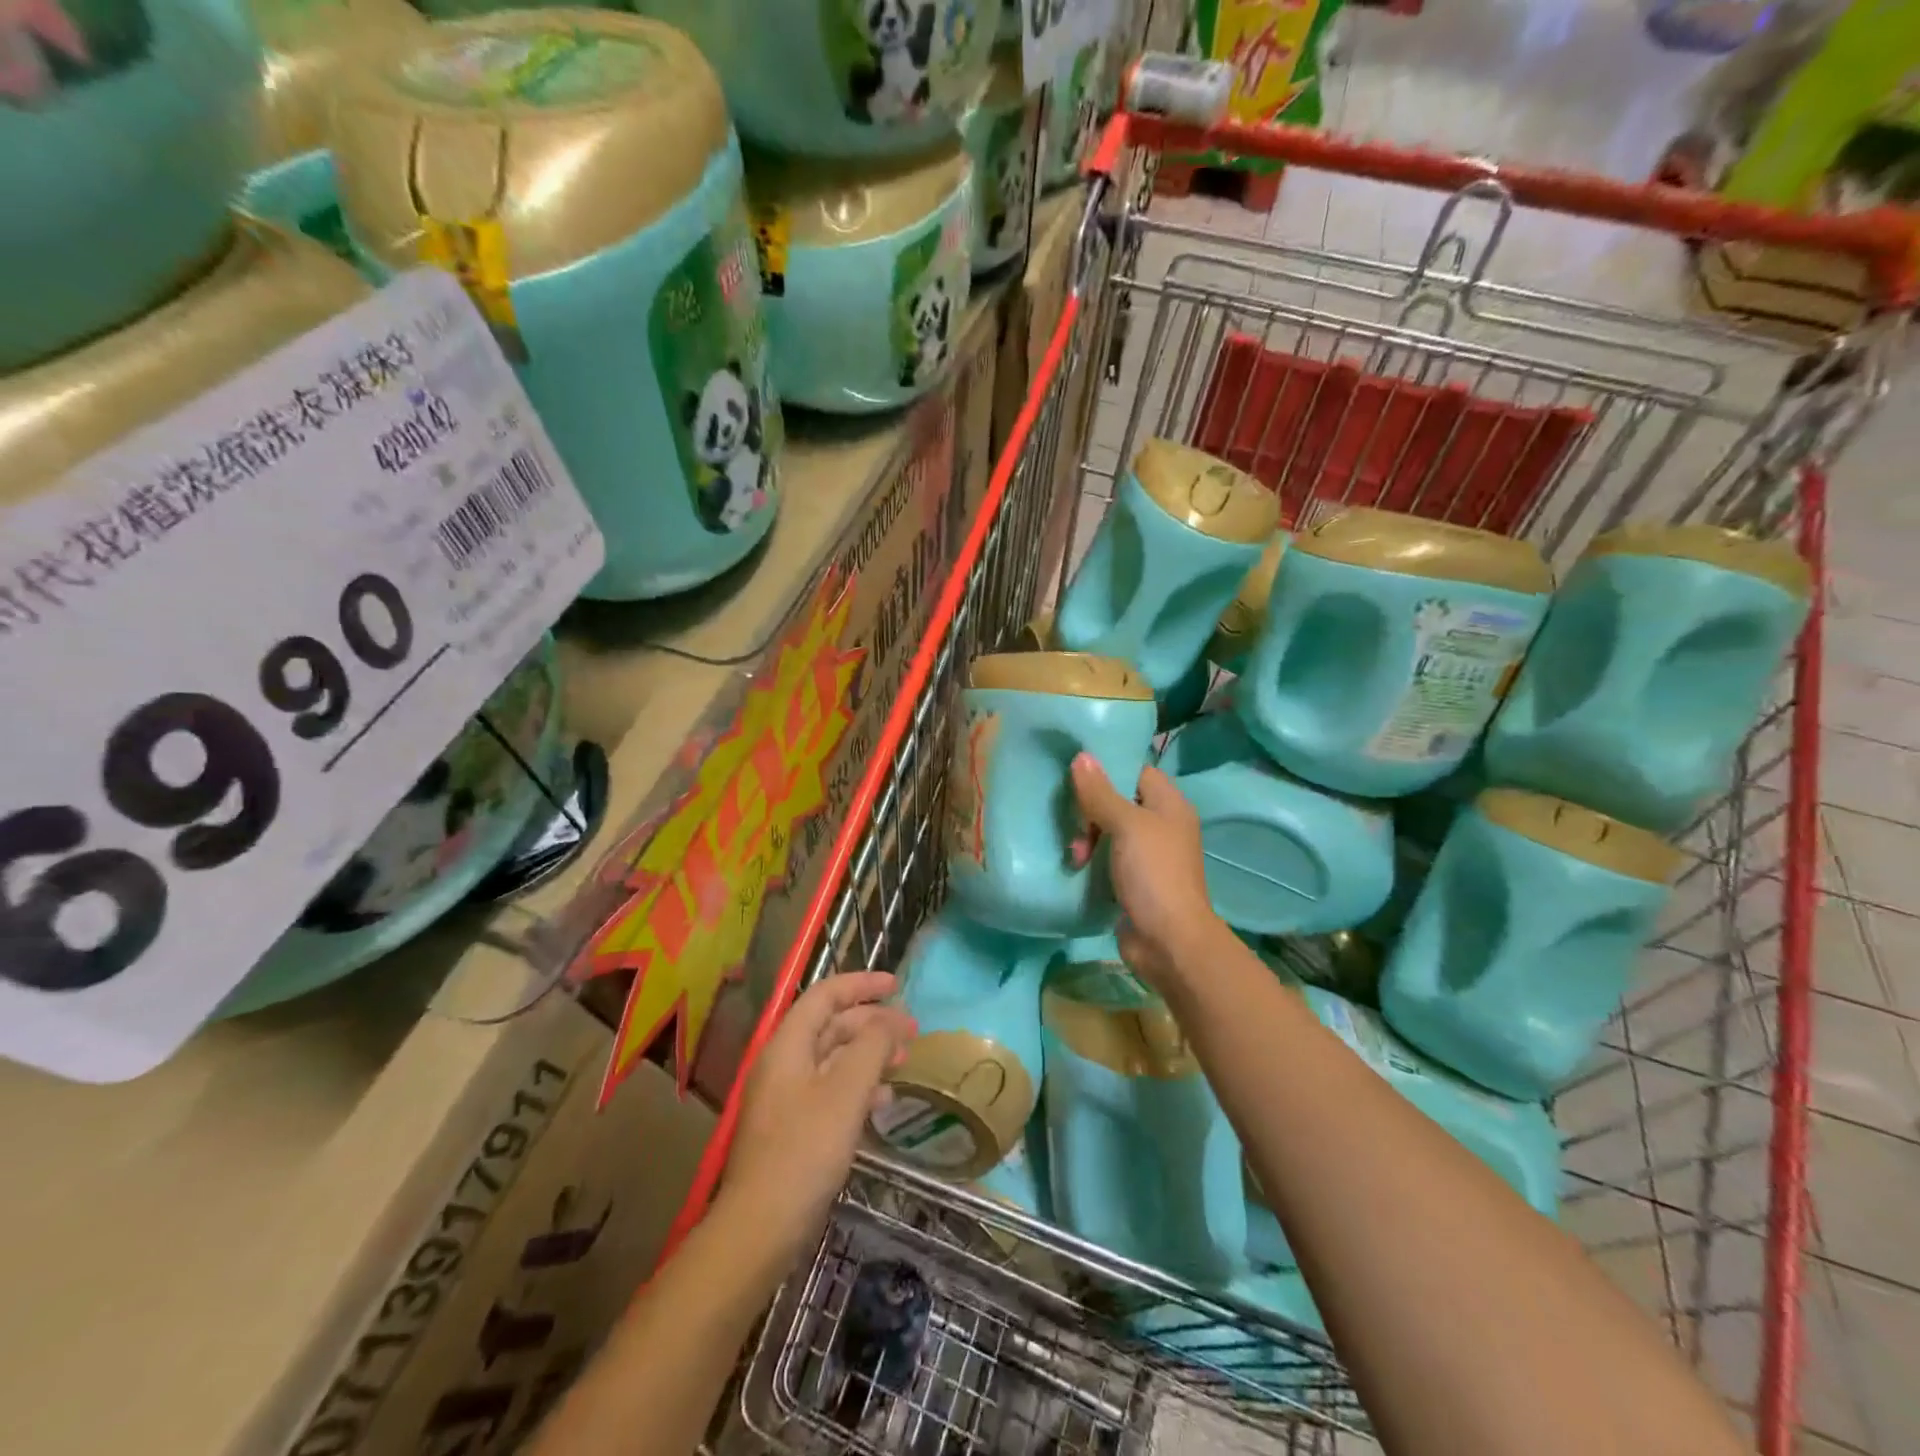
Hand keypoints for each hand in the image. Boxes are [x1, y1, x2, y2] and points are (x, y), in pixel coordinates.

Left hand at [725, 972, 916, 1259]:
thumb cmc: (805, 1150)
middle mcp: (783, 1063)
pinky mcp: (793, 1128)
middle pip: (830, 1026)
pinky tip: (882, 1101)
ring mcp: (786, 1097)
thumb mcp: (846, 1091)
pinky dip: (859, 1086)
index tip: (896, 985)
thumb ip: (871, 1047)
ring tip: (903, 1062)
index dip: (861, 985)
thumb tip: (888, 1021)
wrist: (760, 1227)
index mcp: (788, 1045)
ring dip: (869, 1054)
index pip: (825, 996)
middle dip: (872, 1022)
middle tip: (911, 1029)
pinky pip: (830, 1090)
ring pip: (833, 1059)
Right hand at [1070, 754, 1224, 992]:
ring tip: (1076, 857)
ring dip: (1087, 839)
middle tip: (1076, 829)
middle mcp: (1161, 825)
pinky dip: (1091, 861)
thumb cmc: (1153, 874)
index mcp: (1169, 805)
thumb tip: (1081, 756)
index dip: (1107, 770)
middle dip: (1090, 812)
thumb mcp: (1126, 826)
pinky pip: (1106, 859)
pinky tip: (1076, 868)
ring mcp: (1148, 856)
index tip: (1075, 775)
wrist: (1168, 941)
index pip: (1135, 772)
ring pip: (1108, 831)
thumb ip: (1101, 792)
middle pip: (1117, 801)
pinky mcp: (1134, 881)